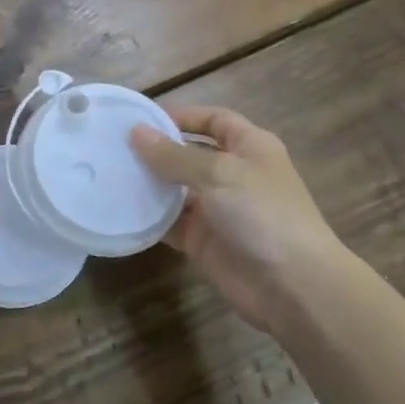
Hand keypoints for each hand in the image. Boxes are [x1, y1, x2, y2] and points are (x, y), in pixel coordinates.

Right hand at [130, 106, 341, 331]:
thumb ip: (174, 155)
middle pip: (190, 154)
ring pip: (177, 190)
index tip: (144, 119)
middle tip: (115, 147)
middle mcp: (234, 174)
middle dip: (158, 151)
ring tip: (110, 174)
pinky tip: (121, 208)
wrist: (294, 287)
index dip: (184, 116)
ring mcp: (218, 210)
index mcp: (250, 148)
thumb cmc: (262, 213)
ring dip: (149, 183)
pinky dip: (150, 217)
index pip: (214, 120)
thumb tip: (136, 132)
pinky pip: (171, 223)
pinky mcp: (204, 241)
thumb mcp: (218, 173)